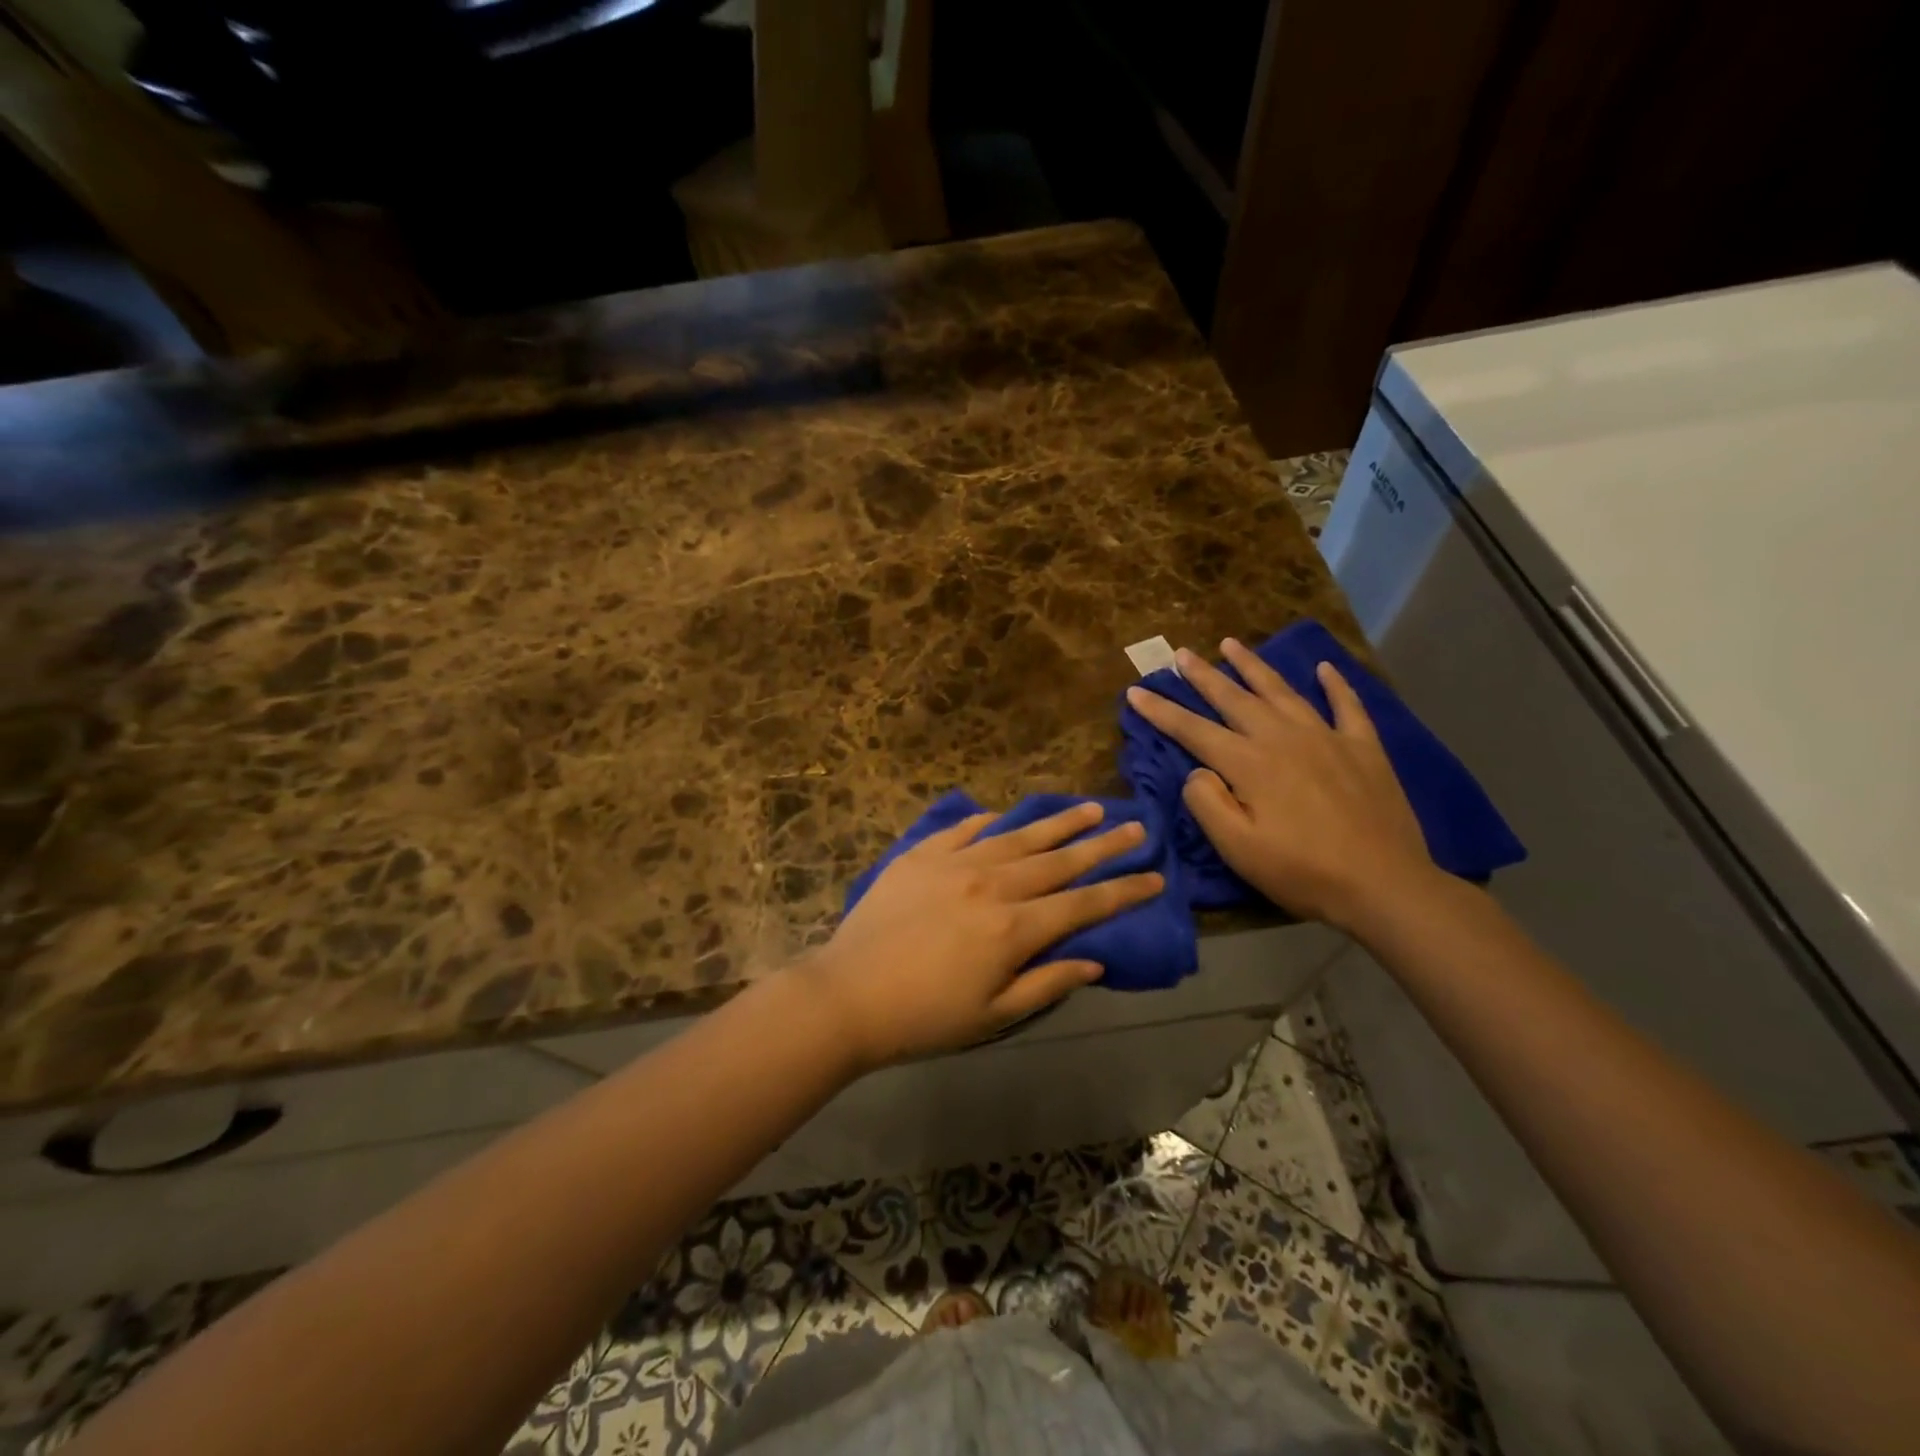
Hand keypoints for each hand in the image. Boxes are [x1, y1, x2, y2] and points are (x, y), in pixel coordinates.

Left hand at [799, 803, 1163, 1069]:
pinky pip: (964, 829)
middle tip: (1135, 826)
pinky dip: (990, 823)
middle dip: (1102, 845)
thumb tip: (1093, 960)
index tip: (1155, 875)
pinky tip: (1005, 816)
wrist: (847, 994)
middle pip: (1059, 861)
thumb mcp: (994, 1015)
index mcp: (1014, 928)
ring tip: (1089, 808)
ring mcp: (955, 863)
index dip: (1123, 890)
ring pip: (1018, 836)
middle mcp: (993, 885)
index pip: (1083, 904)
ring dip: (1057, 823)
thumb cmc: (924, 1017)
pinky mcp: (922, 855)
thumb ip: (1047, 983)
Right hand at [1125, 638, 1438, 930]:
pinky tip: (1324, 668)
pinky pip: (1347, 705)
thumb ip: (1207, 803)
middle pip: (1234, 698)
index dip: (1161, 711)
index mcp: (1249, 763)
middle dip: (1203, 675)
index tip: (1137, 691)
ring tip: (1231, 644)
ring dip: (1253, 666)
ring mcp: (1327, 737)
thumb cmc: (1302, 871)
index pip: (1194, 730)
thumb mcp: (1238, 848)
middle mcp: (1283, 738)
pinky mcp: (1363, 747)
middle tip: (1181, 653)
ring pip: (1282, 691)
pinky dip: (1335, 684)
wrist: (1384, 884)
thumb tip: (1198, 770)